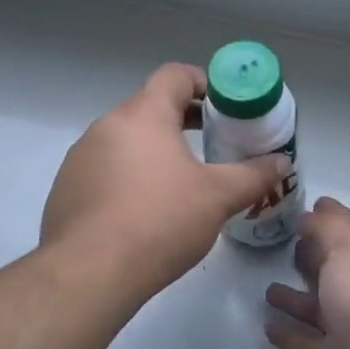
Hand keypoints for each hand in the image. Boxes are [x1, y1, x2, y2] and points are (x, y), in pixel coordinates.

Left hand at [41, 64, 289, 301]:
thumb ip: (254, 175)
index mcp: (143, 115)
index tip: (224, 108)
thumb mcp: (218, 197)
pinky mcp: (66, 188)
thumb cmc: (160, 221)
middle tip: (212, 143)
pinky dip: (127, 176)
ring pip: (125, 139)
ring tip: (179, 181)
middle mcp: (106, 125)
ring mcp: (81, 156)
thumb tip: (282, 163)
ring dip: (153, 149)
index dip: (203, 83)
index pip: (174, 76)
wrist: (90, 272)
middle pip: (150, 106)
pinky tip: (142, 211)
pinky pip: (104, 168)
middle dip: (183, 120)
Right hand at [264, 198, 349, 348]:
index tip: (307, 206)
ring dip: (294, 298)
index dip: (331, 218)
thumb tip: (311, 214)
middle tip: (284, 244)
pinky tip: (265, 326)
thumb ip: (329, 227)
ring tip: (267, 289)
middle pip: (335, 269)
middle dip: (313, 256)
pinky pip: (305, 342)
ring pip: (317, 308)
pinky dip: (288, 334)